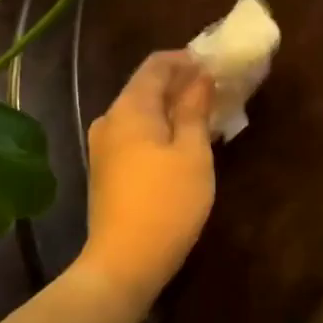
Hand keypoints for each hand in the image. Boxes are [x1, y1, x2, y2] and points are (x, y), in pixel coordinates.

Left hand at [78, 51, 215, 308]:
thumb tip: (201, 77)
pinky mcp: (106, 170)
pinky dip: (161, 129)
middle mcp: (110, 120)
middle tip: (218, 89)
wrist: (123, 263)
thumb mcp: (193, 153)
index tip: (217, 64)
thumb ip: (196, 110)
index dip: (187, 59)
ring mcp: (104, 147)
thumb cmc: (167, 203)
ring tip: (207, 115)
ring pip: (142, 112)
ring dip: (173, 108)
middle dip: (182, 83)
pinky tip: (185, 142)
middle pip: (146, 87)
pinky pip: (136, 134)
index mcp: (130, 109)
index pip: (156, 64)